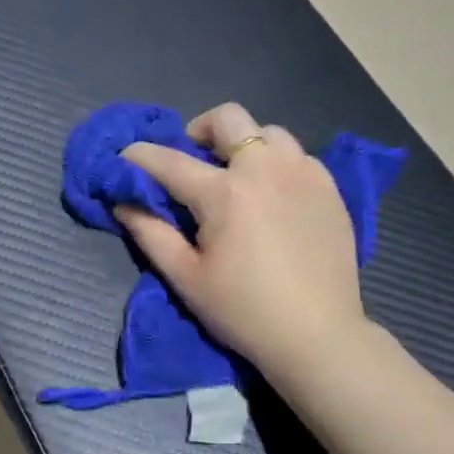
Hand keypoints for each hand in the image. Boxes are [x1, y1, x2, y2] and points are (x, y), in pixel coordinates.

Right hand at [119, 102, 364, 382]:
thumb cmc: (243, 311)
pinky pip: (298, 157)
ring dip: (243, 146)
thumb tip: (123, 202)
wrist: (317, 335)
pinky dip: (276, 165)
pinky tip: (272, 199)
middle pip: (228, 118)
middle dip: (199, 130)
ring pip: (268, 133)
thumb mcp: (186, 278)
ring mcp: (304, 173)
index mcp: (225, 193)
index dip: (139, 156)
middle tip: (192, 161)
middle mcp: (266, 168)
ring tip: (237, 179)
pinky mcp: (330, 188)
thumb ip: (150, 233)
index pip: (169, 161)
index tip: (124, 157)